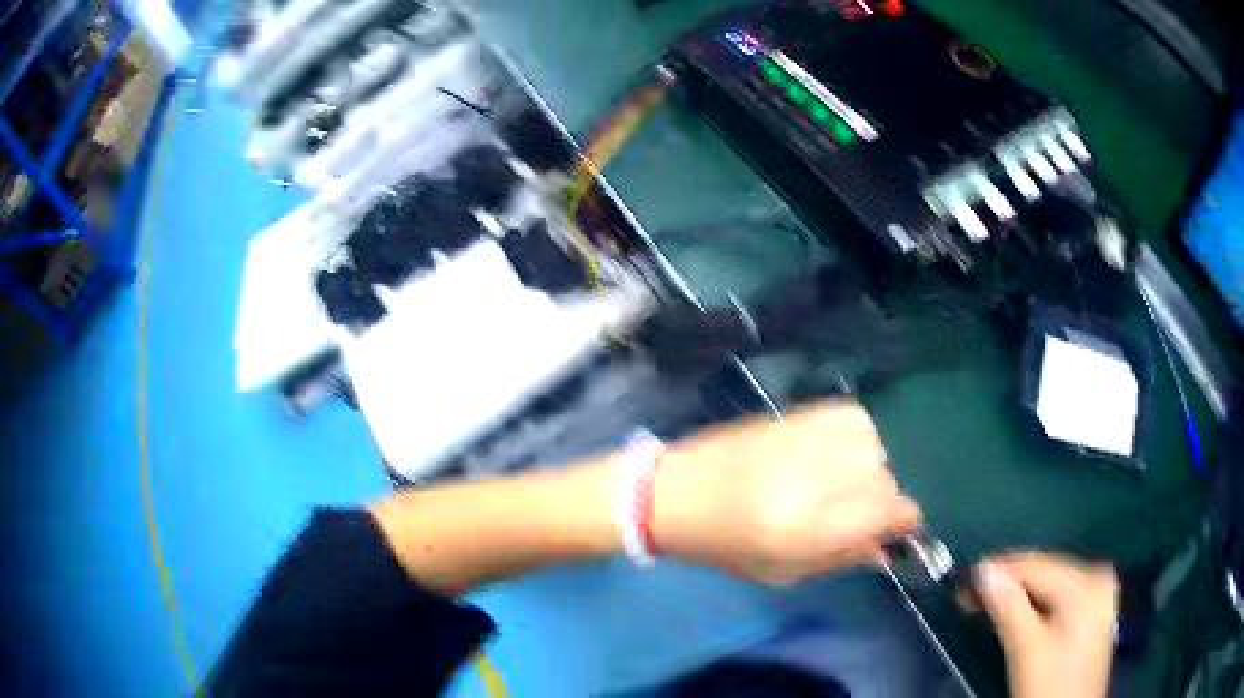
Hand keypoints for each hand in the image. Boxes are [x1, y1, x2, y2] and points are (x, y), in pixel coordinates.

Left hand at [652, 401, 921, 584]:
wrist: (677, 491)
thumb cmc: (726, 545)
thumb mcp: (784, 572)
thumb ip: (842, 559)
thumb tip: (886, 550)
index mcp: (815, 526)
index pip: (895, 511)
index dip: (900, 524)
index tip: (889, 532)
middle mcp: (820, 476)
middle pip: (887, 480)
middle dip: (876, 503)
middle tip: (844, 514)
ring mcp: (810, 437)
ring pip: (876, 447)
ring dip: (866, 468)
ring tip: (832, 482)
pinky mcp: (799, 411)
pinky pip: (855, 418)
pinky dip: (854, 437)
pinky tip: (828, 454)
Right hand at [975, 553, 1117, 697]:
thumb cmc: (1051, 686)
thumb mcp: (1027, 650)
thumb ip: (1009, 608)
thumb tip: (984, 571)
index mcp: (1086, 583)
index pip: (1037, 566)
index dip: (999, 570)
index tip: (965, 581)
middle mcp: (1096, 579)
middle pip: (1046, 572)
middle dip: (1008, 582)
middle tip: (970, 595)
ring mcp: (1098, 595)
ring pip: (1051, 585)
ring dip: (1019, 593)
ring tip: (986, 603)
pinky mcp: (1093, 612)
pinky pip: (1059, 597)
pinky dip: (1035, 604)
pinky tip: (1017, 612)